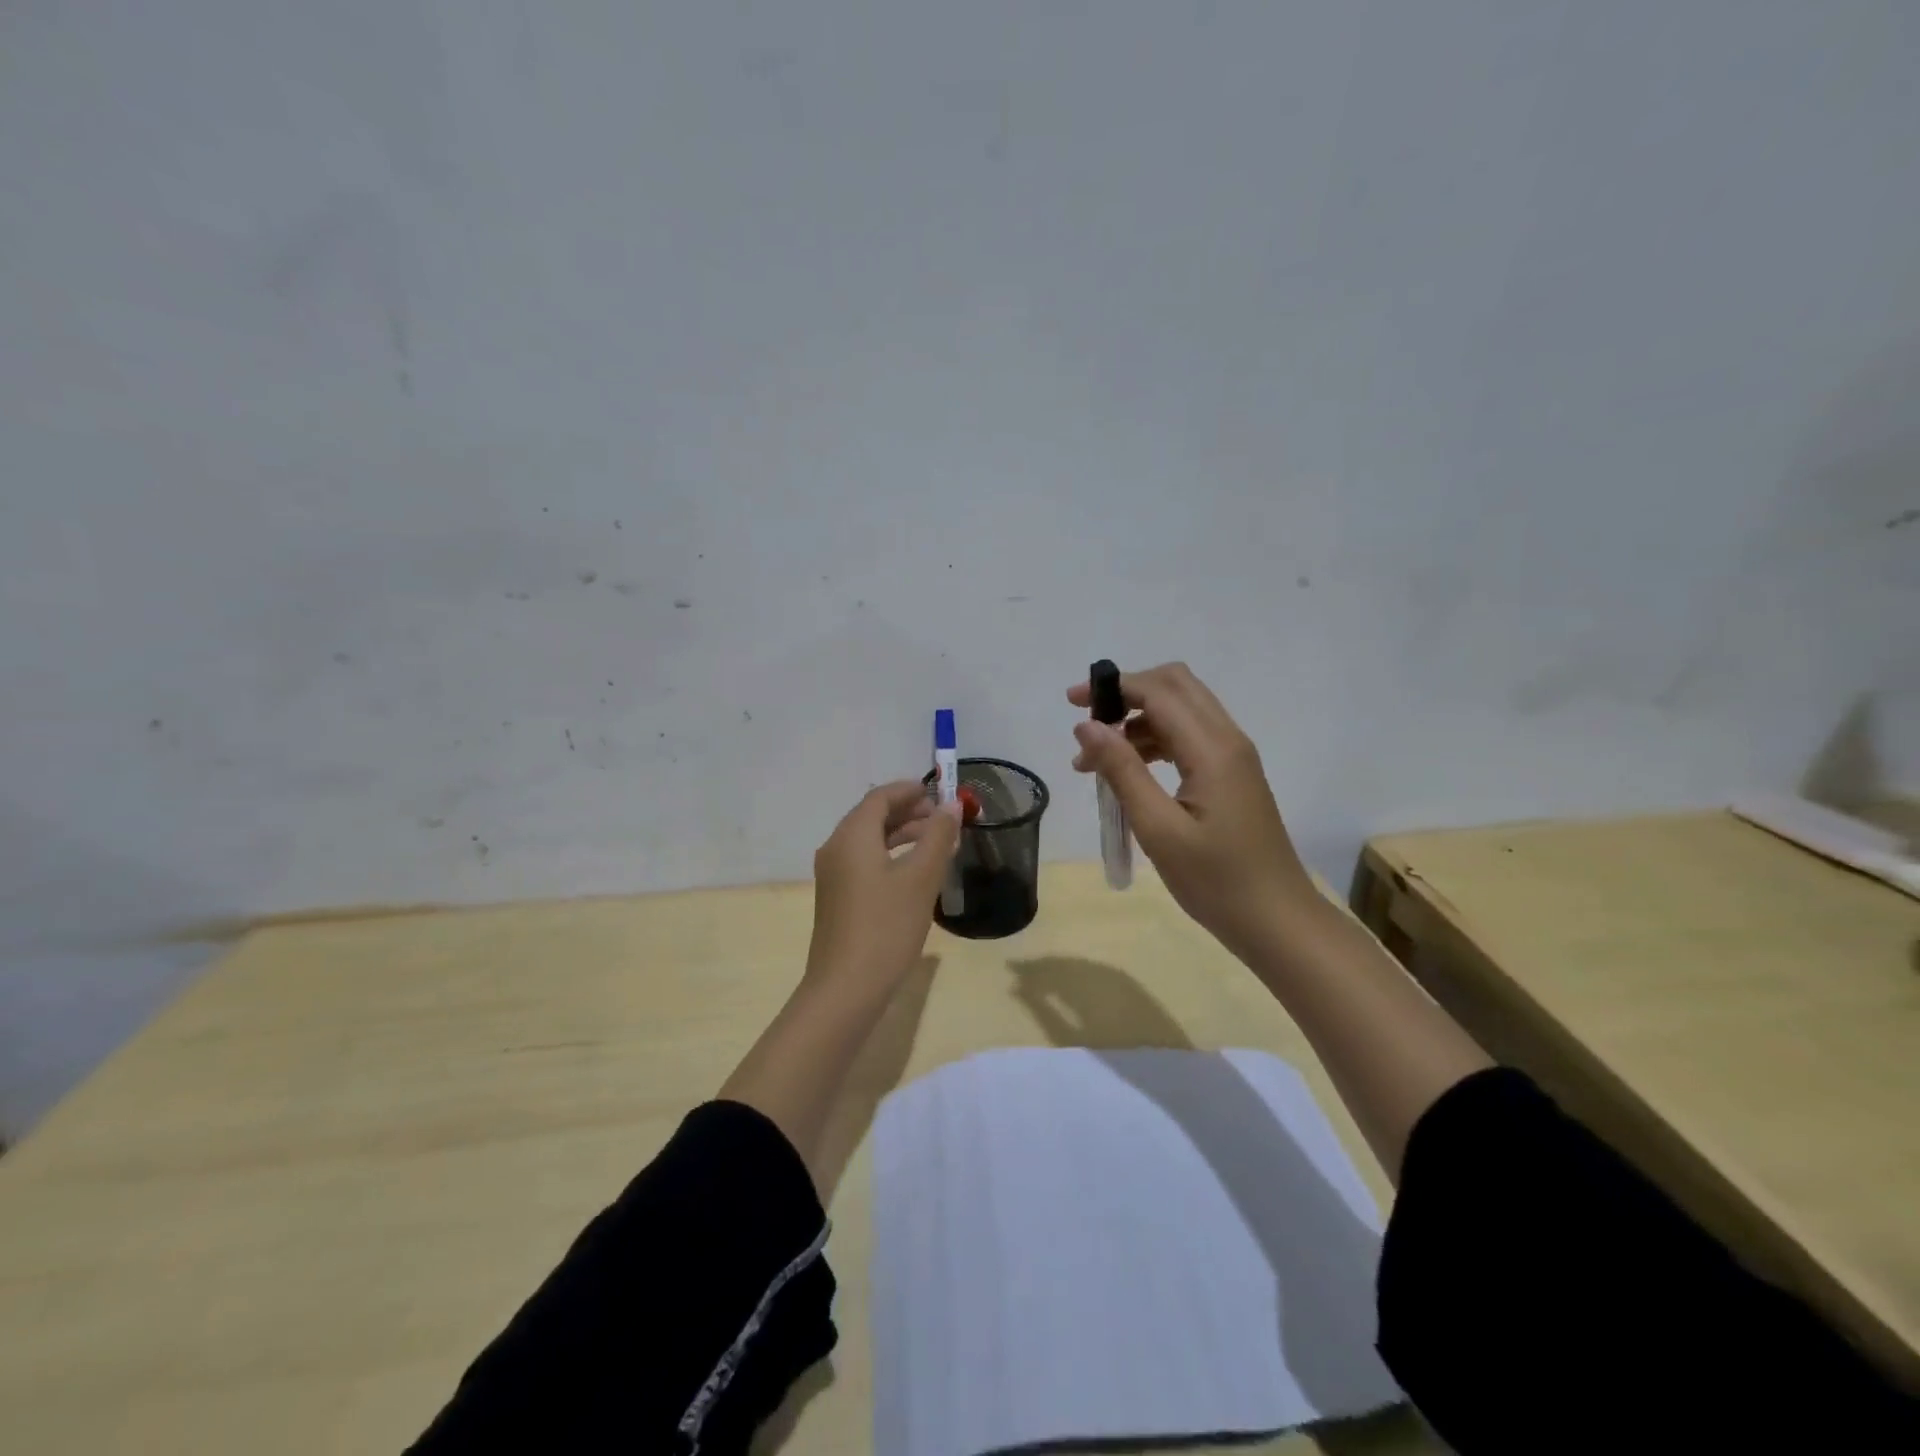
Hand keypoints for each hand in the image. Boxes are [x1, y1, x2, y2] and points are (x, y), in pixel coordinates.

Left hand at [807, 780, 962, 988]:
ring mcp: (834, 875)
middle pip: (873, 816)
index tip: (940, 791)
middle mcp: (836, 848)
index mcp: (852, 836)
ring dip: (903, 835)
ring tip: (939, 843)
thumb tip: (951, 805)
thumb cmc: (886, 926)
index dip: (910, 790)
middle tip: (945, 818)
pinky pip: (865, 862)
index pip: (880, 797)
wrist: (846, 988)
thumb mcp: (921, 878)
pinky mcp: (837, 898)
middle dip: (909, 812)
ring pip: (870, 841)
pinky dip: (892, 856)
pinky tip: (917, 874)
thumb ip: (938, 836)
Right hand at [1067, 662, 1319, 963]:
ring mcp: (1234, 757)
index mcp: (1212, 749)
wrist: (1277, 921)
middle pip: (1176, 686)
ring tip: (1095, 763)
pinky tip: (1129, 773)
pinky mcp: (1232, 775)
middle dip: (1127, 693)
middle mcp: (1227, 740)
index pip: (1159, 691)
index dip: (1113, 688)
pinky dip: (1154, 741)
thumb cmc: (1215, 881)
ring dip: (1137, 721)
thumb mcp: (1158, 828)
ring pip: (1182, 711)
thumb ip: (1122, 771)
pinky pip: (1190, 737)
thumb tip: (1087, 725)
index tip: (1072, 704)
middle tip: (1088, 722)